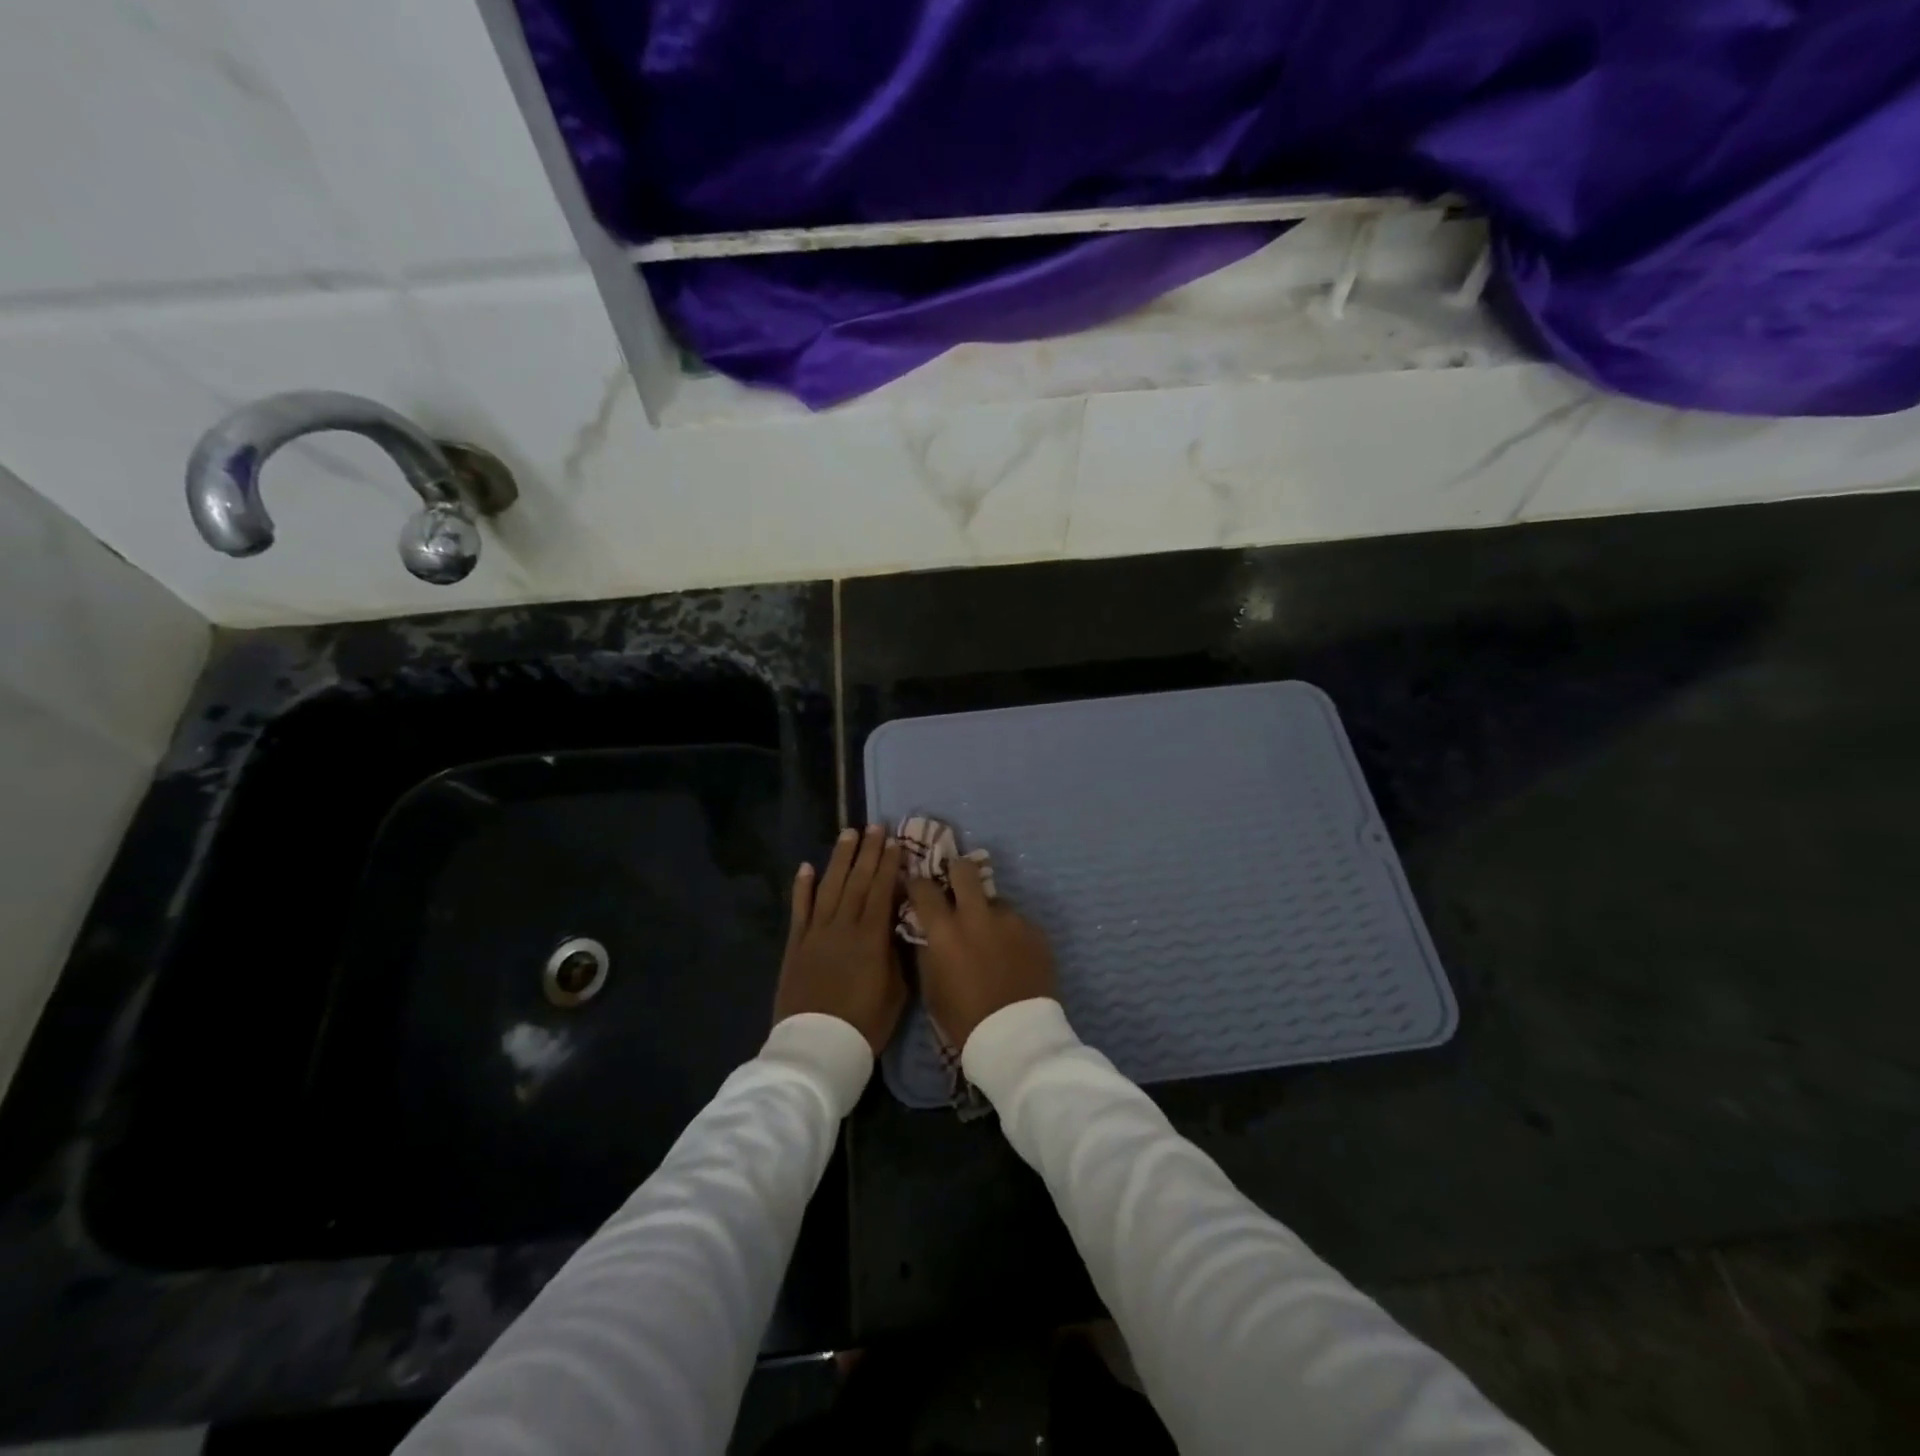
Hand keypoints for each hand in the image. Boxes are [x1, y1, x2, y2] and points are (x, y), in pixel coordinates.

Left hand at [775, 825, 905, 1054]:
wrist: (817, 1048)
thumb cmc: (864, 1025)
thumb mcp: (896, 992)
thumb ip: (897, 955)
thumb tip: (897, 928)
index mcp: (871, 938)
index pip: (882, 891)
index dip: (889, 865)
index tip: (895, 842)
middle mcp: (843, 927)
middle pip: (856, 881)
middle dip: (867, 852)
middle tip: (874, 826)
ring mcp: (816, 934)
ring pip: (829, 887)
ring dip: (839, 859)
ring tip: (848, 834)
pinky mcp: (795, 946)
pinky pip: (800, 910)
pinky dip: (802, 887)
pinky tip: (806, 867)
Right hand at [905, 855, 1056, 1050]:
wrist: (1017, 1038)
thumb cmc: (965, 1019)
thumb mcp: (932, 988)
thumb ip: (928, 951)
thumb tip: (927, 931)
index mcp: (946, 931)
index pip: (924, 889)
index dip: (917, 884)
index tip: (917, 887)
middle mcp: (977, 916)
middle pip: (964, 870)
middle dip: (957, 872)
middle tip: (956, 886)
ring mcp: (1010, 920)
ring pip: (995, 900)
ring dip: (988, 912)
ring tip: (992, 939)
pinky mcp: (1035, 930)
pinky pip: (1017, 921)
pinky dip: (1010, 933)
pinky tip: (1012, 955)